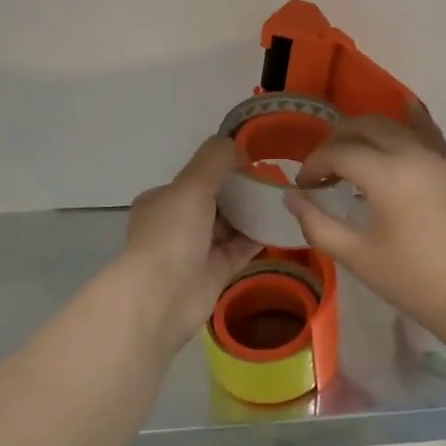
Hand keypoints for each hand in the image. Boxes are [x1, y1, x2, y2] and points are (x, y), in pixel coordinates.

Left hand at [124, 136, 260, 353]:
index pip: (196, 179)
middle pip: (215, 201)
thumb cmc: (172, 234)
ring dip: (252, 213)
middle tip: (273, 182)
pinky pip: (241, 248)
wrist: (163, 297)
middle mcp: (176, 223)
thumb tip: (240, 148)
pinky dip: (258, 237)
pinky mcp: (215, 272)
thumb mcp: (192, 184)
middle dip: (241, 192)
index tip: (252, 164)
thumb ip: (216, 159)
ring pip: (229, 225)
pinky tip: (281, 224)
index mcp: (162, 200)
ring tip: (283, 199)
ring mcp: (196, 250)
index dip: (222, 169)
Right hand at [284, 105, 445, 330]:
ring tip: (354, 153)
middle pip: (366, 126)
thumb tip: (292, 198)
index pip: (339, 152)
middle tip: (323, 165)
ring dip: (369, 132)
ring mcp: (439, 158)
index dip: (314, 164)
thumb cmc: (411, 280)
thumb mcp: (356, 256)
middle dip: (338, 139)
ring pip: (397, 125)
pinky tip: (406, 112)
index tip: (303, 186)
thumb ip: (317, 224)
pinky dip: (412, 122)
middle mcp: (413, 154)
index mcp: (386, 175)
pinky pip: (430, 133)